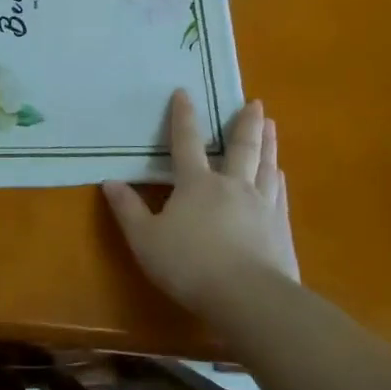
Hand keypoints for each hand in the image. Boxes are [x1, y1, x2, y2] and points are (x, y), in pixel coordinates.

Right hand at [102, 90, 299, 315]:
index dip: (184, 116)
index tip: (185, 92)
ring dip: (268, 144)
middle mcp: (232, 185)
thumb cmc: (190, 265)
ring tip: (273, 126)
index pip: (186, 142)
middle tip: (255, 103)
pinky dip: (278, 178)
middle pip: (240, 147)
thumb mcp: (146, 240)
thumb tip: (110, 182)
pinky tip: (280, 175)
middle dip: (245, 123)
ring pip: (265, 165)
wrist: (248, 297)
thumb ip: (128, 210)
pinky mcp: (280, 227)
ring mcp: (260, 205)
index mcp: (197, 184)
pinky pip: (279, 193)